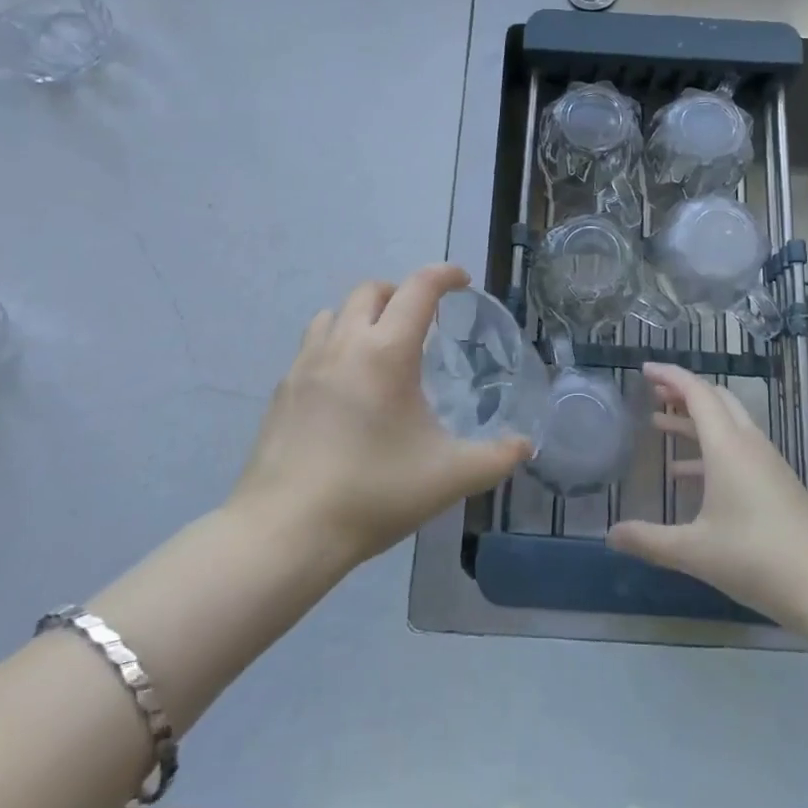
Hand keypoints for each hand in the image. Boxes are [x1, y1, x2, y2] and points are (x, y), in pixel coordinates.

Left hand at [231, 265, 531, 570]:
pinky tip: (345, 387)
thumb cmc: (374, 493)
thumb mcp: (449, 477)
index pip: (419, 288)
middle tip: (423, 322)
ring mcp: (305, 364)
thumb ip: (496, 457)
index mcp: (387, 351)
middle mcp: (344, 344)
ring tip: (380, 348)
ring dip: (362, 315)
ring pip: (334, 312)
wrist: (285, 531)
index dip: (445, 275)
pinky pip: (312, 345)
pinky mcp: (282, 390)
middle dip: (402, 292)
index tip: (462, 282)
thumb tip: (525, 445)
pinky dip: (336, 344)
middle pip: (371, 290)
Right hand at [606, 363, 807, 628]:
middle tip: (652, 391)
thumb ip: (650, 540)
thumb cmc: (758, 559)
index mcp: (727, 446)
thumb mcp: (696, 552)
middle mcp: (748, 443)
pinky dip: (710, 447)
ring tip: (659, 425)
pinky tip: (688, 474)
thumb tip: (610, 534)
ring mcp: (767, 462)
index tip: (644, 369)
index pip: (697, 393)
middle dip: (683, 391)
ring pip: (728, 423)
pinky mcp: (778, 482)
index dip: (670, 376)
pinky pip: (738, 447)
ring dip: (694, 419)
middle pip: (715, 399)